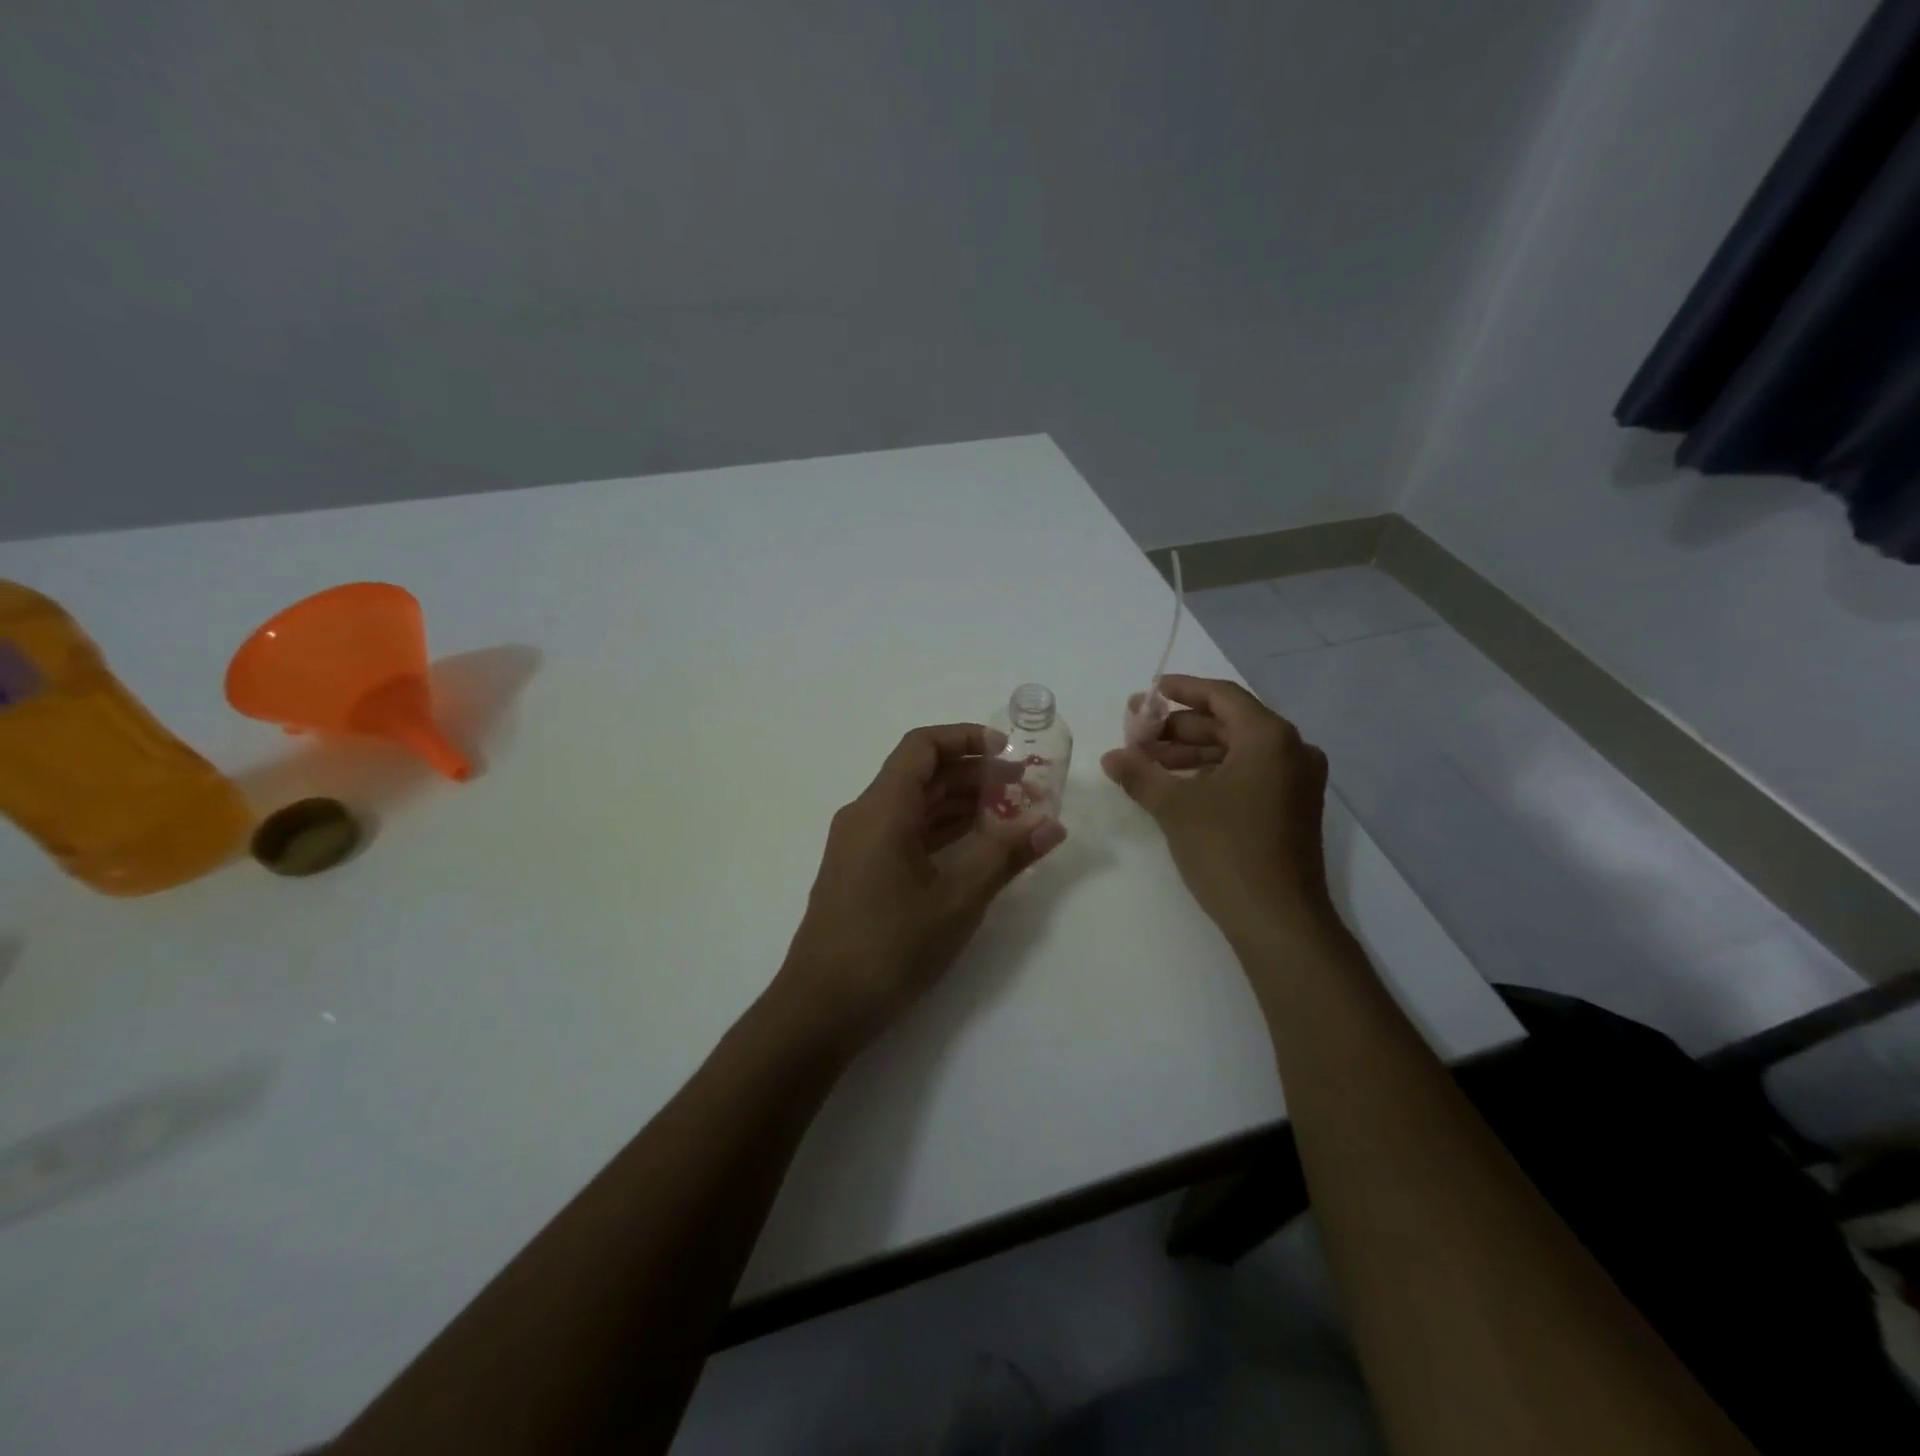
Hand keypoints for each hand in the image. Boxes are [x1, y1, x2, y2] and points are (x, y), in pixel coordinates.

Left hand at [778, 724, 1066, 1043]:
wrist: (821, 1007)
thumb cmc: (890, 946)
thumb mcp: (957, 900)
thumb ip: (1005, 857)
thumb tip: (1052, 826)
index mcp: (882, 808)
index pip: (922, 746)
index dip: (965, 738)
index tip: (1007, 751)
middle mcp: (865, 815)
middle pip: (920, 774)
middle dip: (972, 774)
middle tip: (1023, 786)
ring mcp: (858, 844)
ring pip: (913, 805)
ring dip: (958, 803)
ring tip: (1009, 813)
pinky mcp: (860, 871)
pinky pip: (903, 832)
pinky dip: (939, 830)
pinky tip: (975, 845)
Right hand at [1101, 675, 1331, 938]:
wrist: (1279, 920)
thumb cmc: (1227, 850)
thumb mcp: (1175, 806)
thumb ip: (1140, 773)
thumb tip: (1111, 756)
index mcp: (1269, 737)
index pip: (1221, 696)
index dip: (1182, 689)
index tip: (1149, 692)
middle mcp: (1292, 750)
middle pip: (1228, 723)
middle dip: (1179, 727)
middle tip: (1137, 734)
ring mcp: (1296, 782)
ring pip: (1237, 751)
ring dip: (1192, 751)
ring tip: (1147, 762)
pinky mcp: (1292, 808)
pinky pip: (1248, 774)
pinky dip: (1212, 773)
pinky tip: (1177, 785)